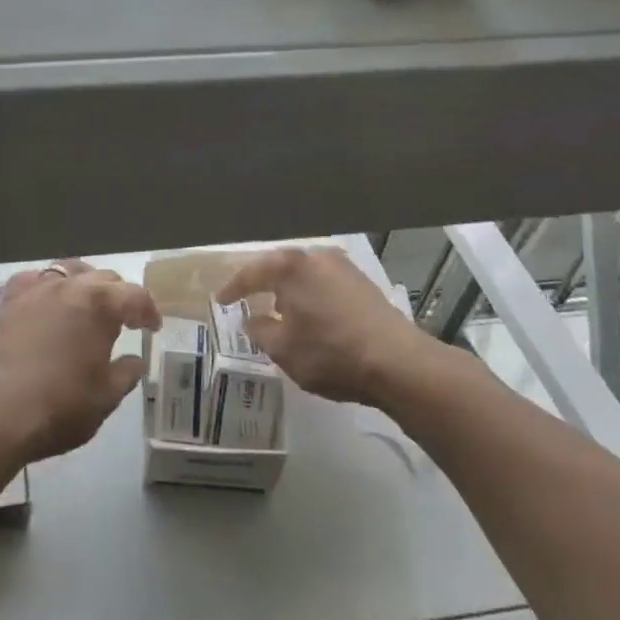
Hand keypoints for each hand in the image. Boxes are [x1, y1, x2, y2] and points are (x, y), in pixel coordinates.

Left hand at [0, 261, 160, 466]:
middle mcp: (70, 286)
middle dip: (119, 296)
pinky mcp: (9, 301)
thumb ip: (126, 374)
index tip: (152, 329)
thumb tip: (135, 361)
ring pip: (68, 271)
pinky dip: (46, 286)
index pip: (135, 295)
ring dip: (84, 284)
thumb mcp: (106, 397)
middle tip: (125, 320)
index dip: (148, 311)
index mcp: (100, 304)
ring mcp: (36, 290)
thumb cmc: (61, 406)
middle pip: (104, 278)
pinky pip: (33, 280)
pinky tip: (47, 302)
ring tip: (87, 306)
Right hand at [218, 246, 442, 407]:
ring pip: (305, 274)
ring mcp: (344, 267)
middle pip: (279, 267)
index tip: (220, 301)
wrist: (399, 363)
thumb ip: (259, 330)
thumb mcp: (282, 349)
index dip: (233, 289)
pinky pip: (325, 283)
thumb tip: (253, 319)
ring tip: (279, 307)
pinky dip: (312, 294)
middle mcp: (316, 256)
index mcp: (290, 266)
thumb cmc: (330, 353)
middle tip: (247, 298)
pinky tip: (311, 312)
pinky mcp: (364, 283)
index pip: (250, 273)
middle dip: (262, 283)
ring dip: (290, 289)